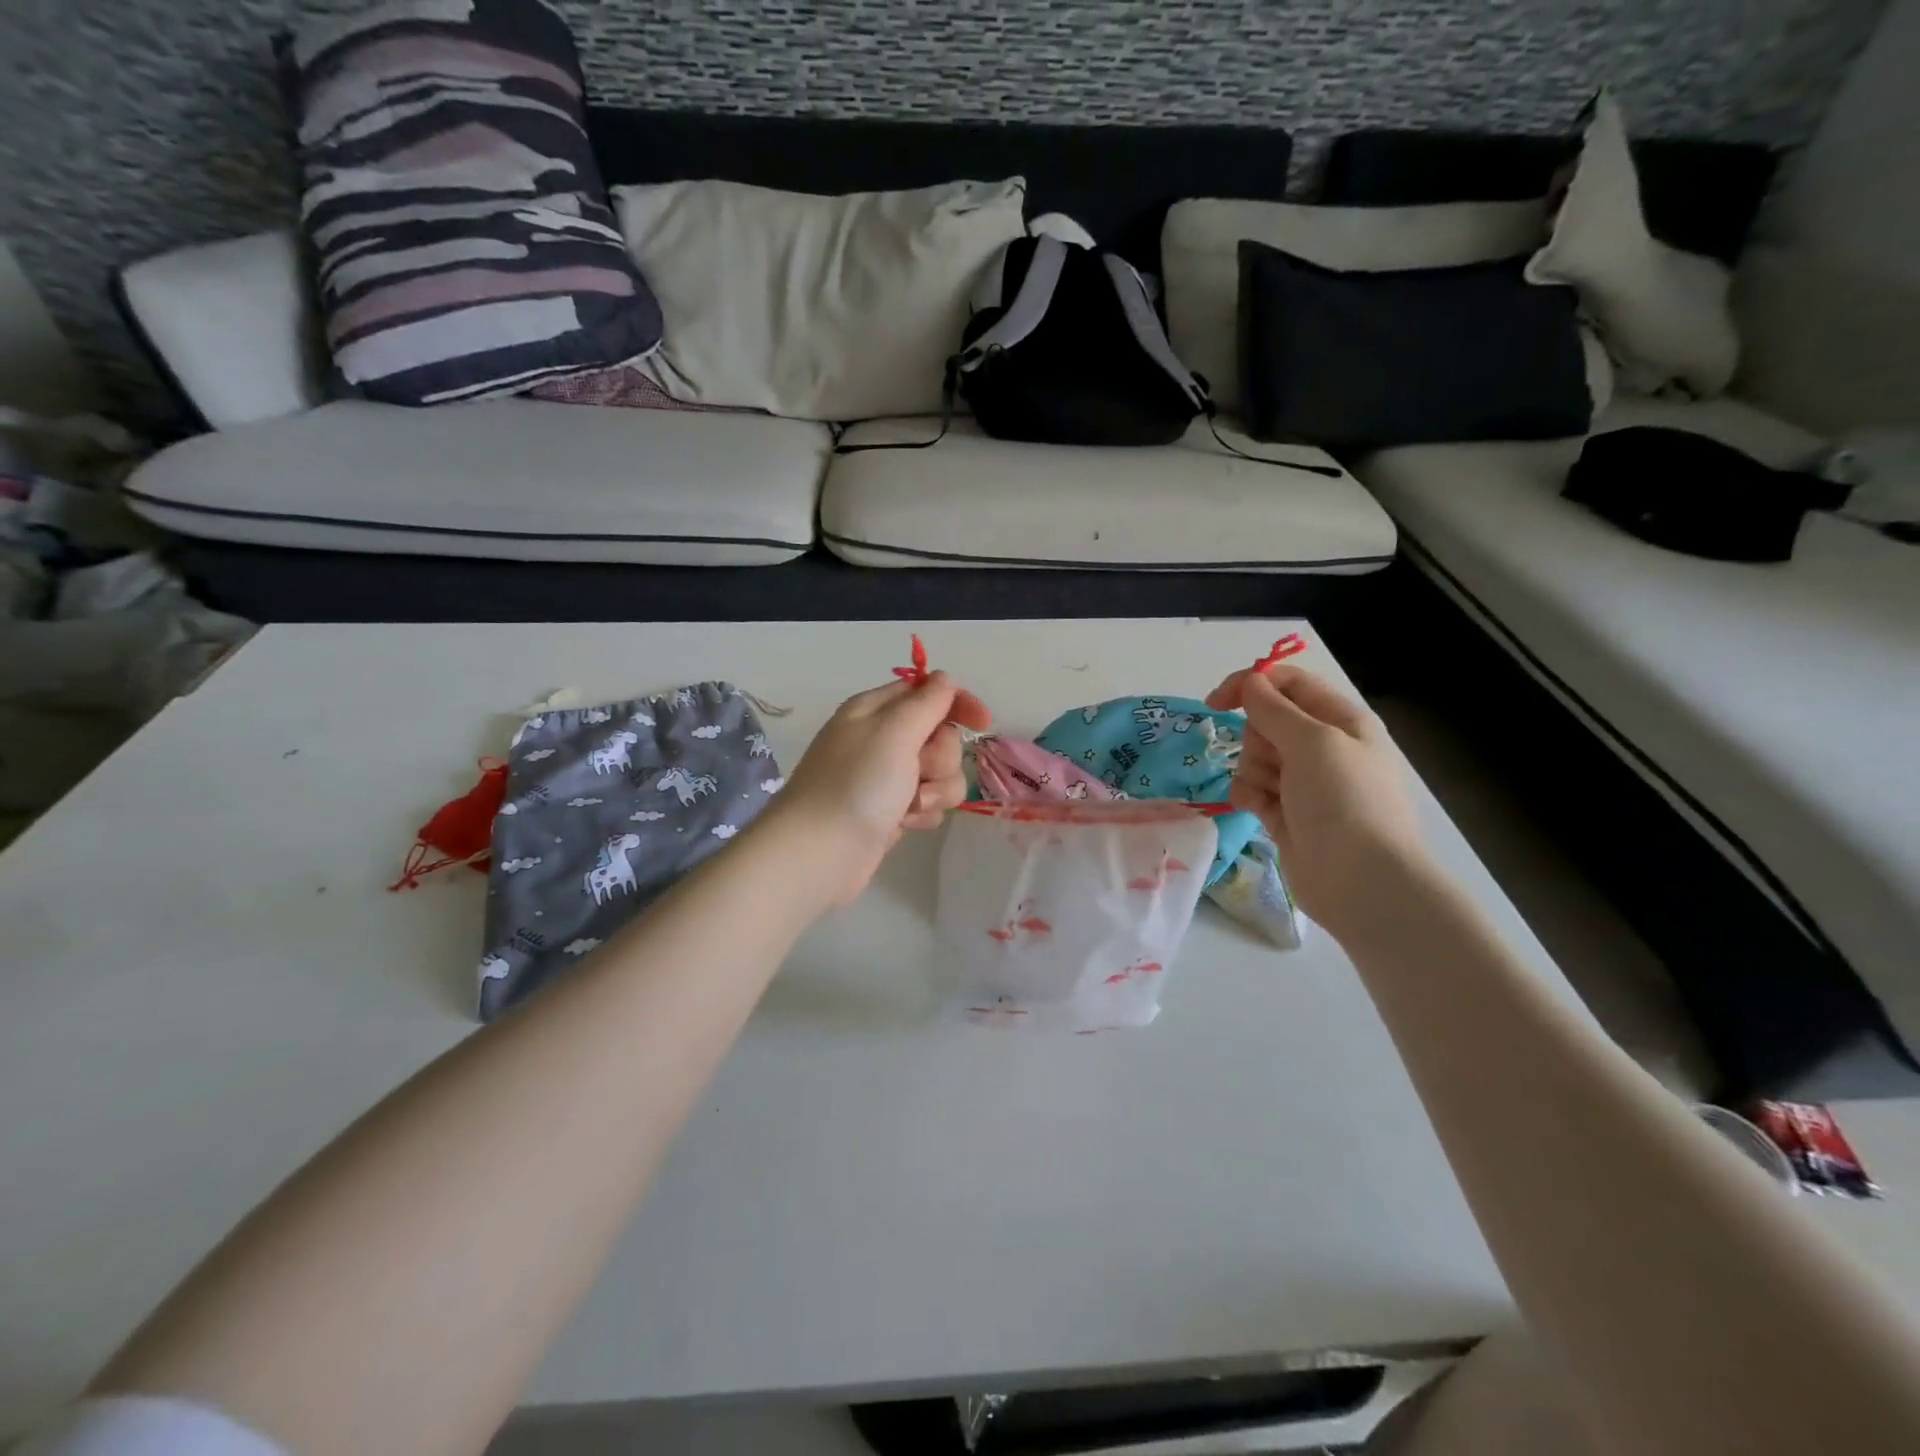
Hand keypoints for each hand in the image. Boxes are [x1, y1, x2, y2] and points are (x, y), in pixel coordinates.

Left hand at [765, 671, 991, 905]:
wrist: (821, 852)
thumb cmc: (857, 784)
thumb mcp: (894, 731)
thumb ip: (926, 702)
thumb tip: (944, 679)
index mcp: (875, 710)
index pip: (927, 692)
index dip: (958, 703)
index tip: (983, 723)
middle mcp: (881, 740)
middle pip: (940, 736)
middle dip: (940, 757)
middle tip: (917, 772)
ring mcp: (886, 778)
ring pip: (940, 773)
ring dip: (935, 790)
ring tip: (909, 806)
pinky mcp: (891, 811)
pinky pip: (928, 802)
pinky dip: (923, 812)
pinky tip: (904, 824)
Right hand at [1205, 664, 1426, 936]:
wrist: (1363, 882)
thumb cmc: (1345, 802)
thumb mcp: (1312, 742)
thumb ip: (1274, 709)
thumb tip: (1249, 683)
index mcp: (1341, 720)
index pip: (1288, 683)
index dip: (1251, 685)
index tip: (1216, 702)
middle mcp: (1324, 747)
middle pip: (1266, 722)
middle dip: (1257, 739)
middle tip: (1275, 762)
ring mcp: (1304, 782)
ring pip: (1254, 757)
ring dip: (1253, 771)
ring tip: (1273, 795)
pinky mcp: (1285, 813)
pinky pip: (1252, 789)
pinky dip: (1249, 796)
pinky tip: (1259, 811)